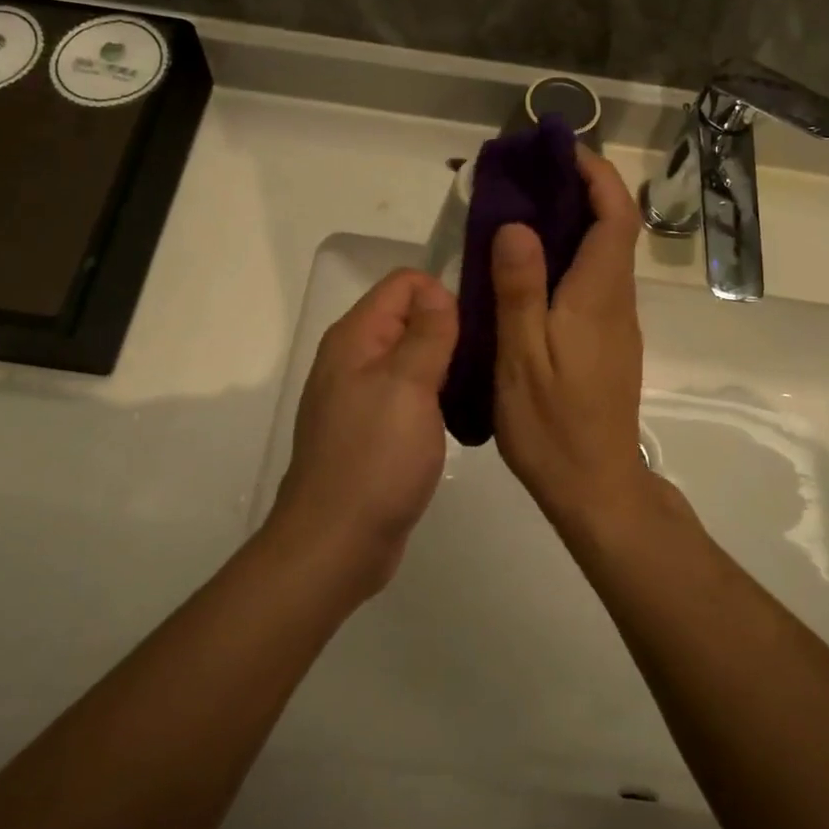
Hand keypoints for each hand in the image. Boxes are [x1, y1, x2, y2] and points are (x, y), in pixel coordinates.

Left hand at [269, 269, 458, 595]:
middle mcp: (353, 358)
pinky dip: (435, 397)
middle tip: (491, 359)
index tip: (477, 329)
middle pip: (409, 318)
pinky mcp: (373, 430)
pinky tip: (460, 417)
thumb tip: (437, 290)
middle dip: (450, 329)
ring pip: (412, 358)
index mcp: (355, 337)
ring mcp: (361, 397)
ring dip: (447, 365)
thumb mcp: (407, 384)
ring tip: (482, 387)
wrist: (337, 544)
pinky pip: (410, 394)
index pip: (404, 284)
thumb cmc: (375, 458)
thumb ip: (427, 332)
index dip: (443, 295)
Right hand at [490, 149, 650, 521]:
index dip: (597, 175)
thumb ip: (520, 289)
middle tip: (528, 177)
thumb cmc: (553, 424)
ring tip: (519, 213)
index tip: (562, 152)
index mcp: (599, 296)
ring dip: (573, 222)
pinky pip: (593, 281)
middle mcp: (617, 301)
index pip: (615, 216)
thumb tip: (517, 225)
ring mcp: (617, 323)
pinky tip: (529, 270)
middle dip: (580, 190)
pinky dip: (568, 256)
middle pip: (613, 228)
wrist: (595, 487)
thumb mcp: (523, 356)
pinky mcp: (608, 342)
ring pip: (603, 254)